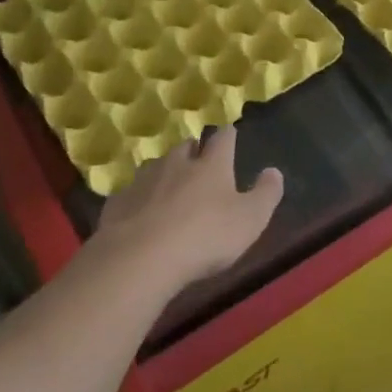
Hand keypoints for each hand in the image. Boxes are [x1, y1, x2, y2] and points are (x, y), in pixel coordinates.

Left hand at [94, 127, 282, 291]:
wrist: (140, 259)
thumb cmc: (205, 237)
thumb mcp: (250, 219)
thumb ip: (266, 194)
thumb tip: (273, 171)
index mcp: (212, 165)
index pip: (223, 139)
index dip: (228, 135)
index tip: (230, 132)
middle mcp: (177, 164)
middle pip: (185, 147)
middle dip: (193, 150)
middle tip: (198, 160)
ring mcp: (143, 182)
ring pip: (155, 166)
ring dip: (164, 171)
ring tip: (168, 184)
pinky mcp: (117, 204)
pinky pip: (130, 194)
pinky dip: (138, 198)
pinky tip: (139, 212)